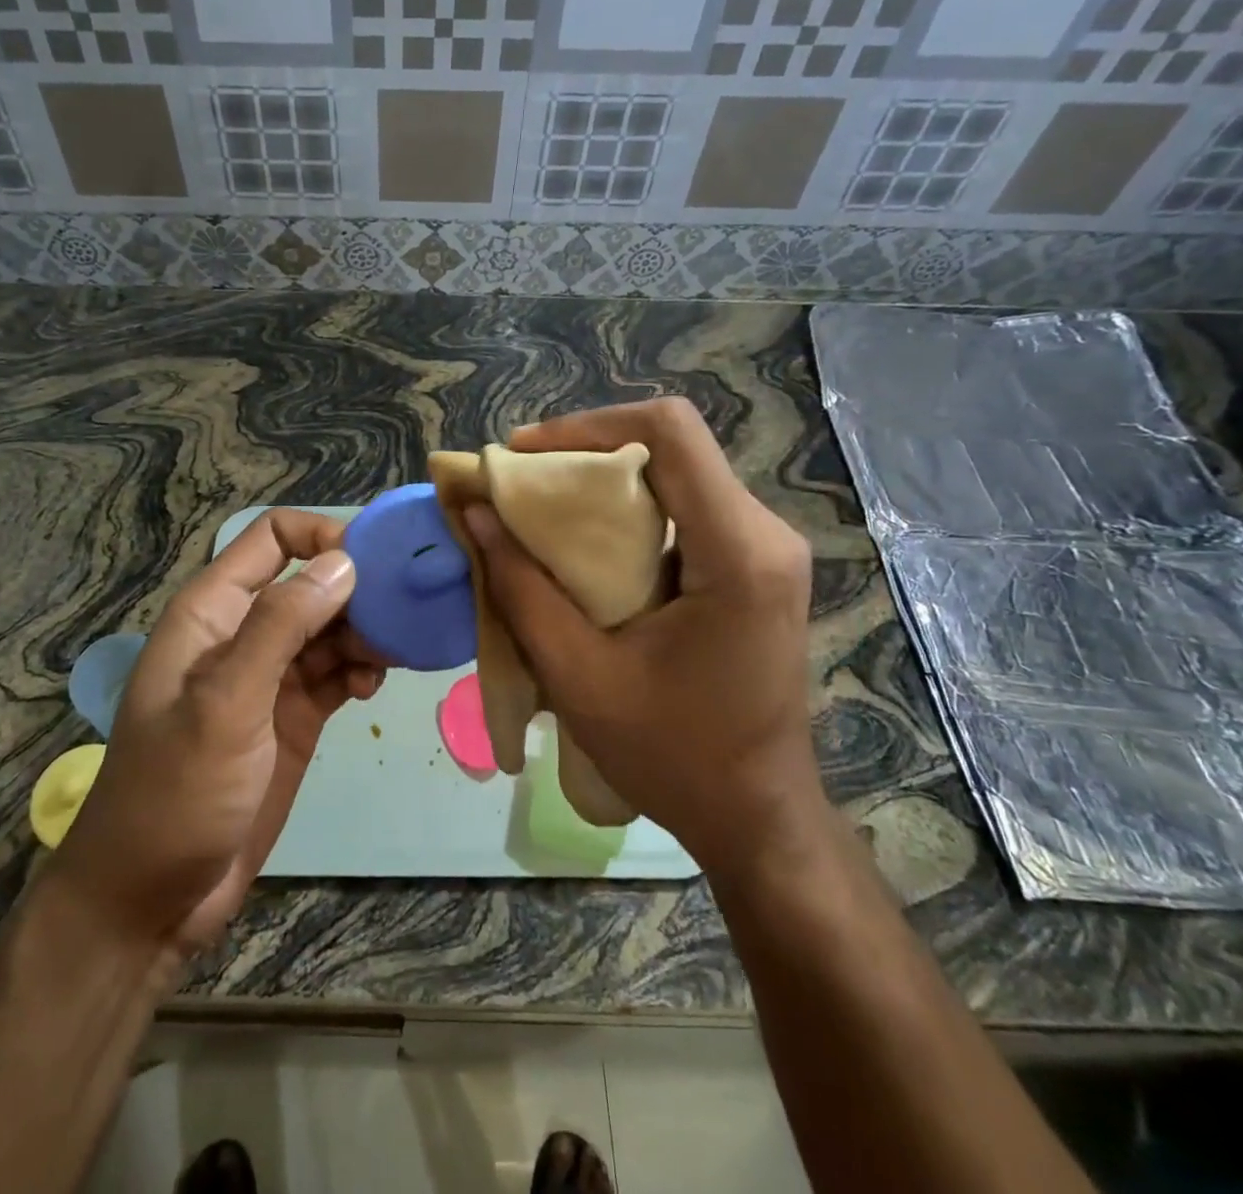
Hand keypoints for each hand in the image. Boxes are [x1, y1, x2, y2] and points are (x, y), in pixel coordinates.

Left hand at [52, 510, 384, 958]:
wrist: (151, 899)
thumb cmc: (175, 792)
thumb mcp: (225, 703)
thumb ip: (280, 627)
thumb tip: (344, 563)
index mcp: (213, 611)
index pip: (272, 538)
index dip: (322, 536)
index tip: (374, 565)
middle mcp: (244, 632)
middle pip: (311, 581)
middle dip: (358, 590)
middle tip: (402, 616)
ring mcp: (271, 676)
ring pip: (331, 627)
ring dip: (365, 633)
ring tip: (394, 656)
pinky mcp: (294, 716)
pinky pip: (337, 671)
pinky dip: (360, 669)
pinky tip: (372, 688)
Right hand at [461, 398, 819, 875]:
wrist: (757, 816)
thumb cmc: (672, 755)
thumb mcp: (578, 675)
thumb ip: (521, 588)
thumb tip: (475, 512)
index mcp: (736, 552)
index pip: (670, 433)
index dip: (588, 425)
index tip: (525, 456)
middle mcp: (764, 533)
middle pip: (671, 448)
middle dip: (586, 452)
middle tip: (521, 484)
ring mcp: (768, 549)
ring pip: (678, 474)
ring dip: (605, 482)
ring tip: (543, 510)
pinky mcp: (757, 566)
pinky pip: (687, 507)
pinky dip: (630, 511)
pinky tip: (588, 544)